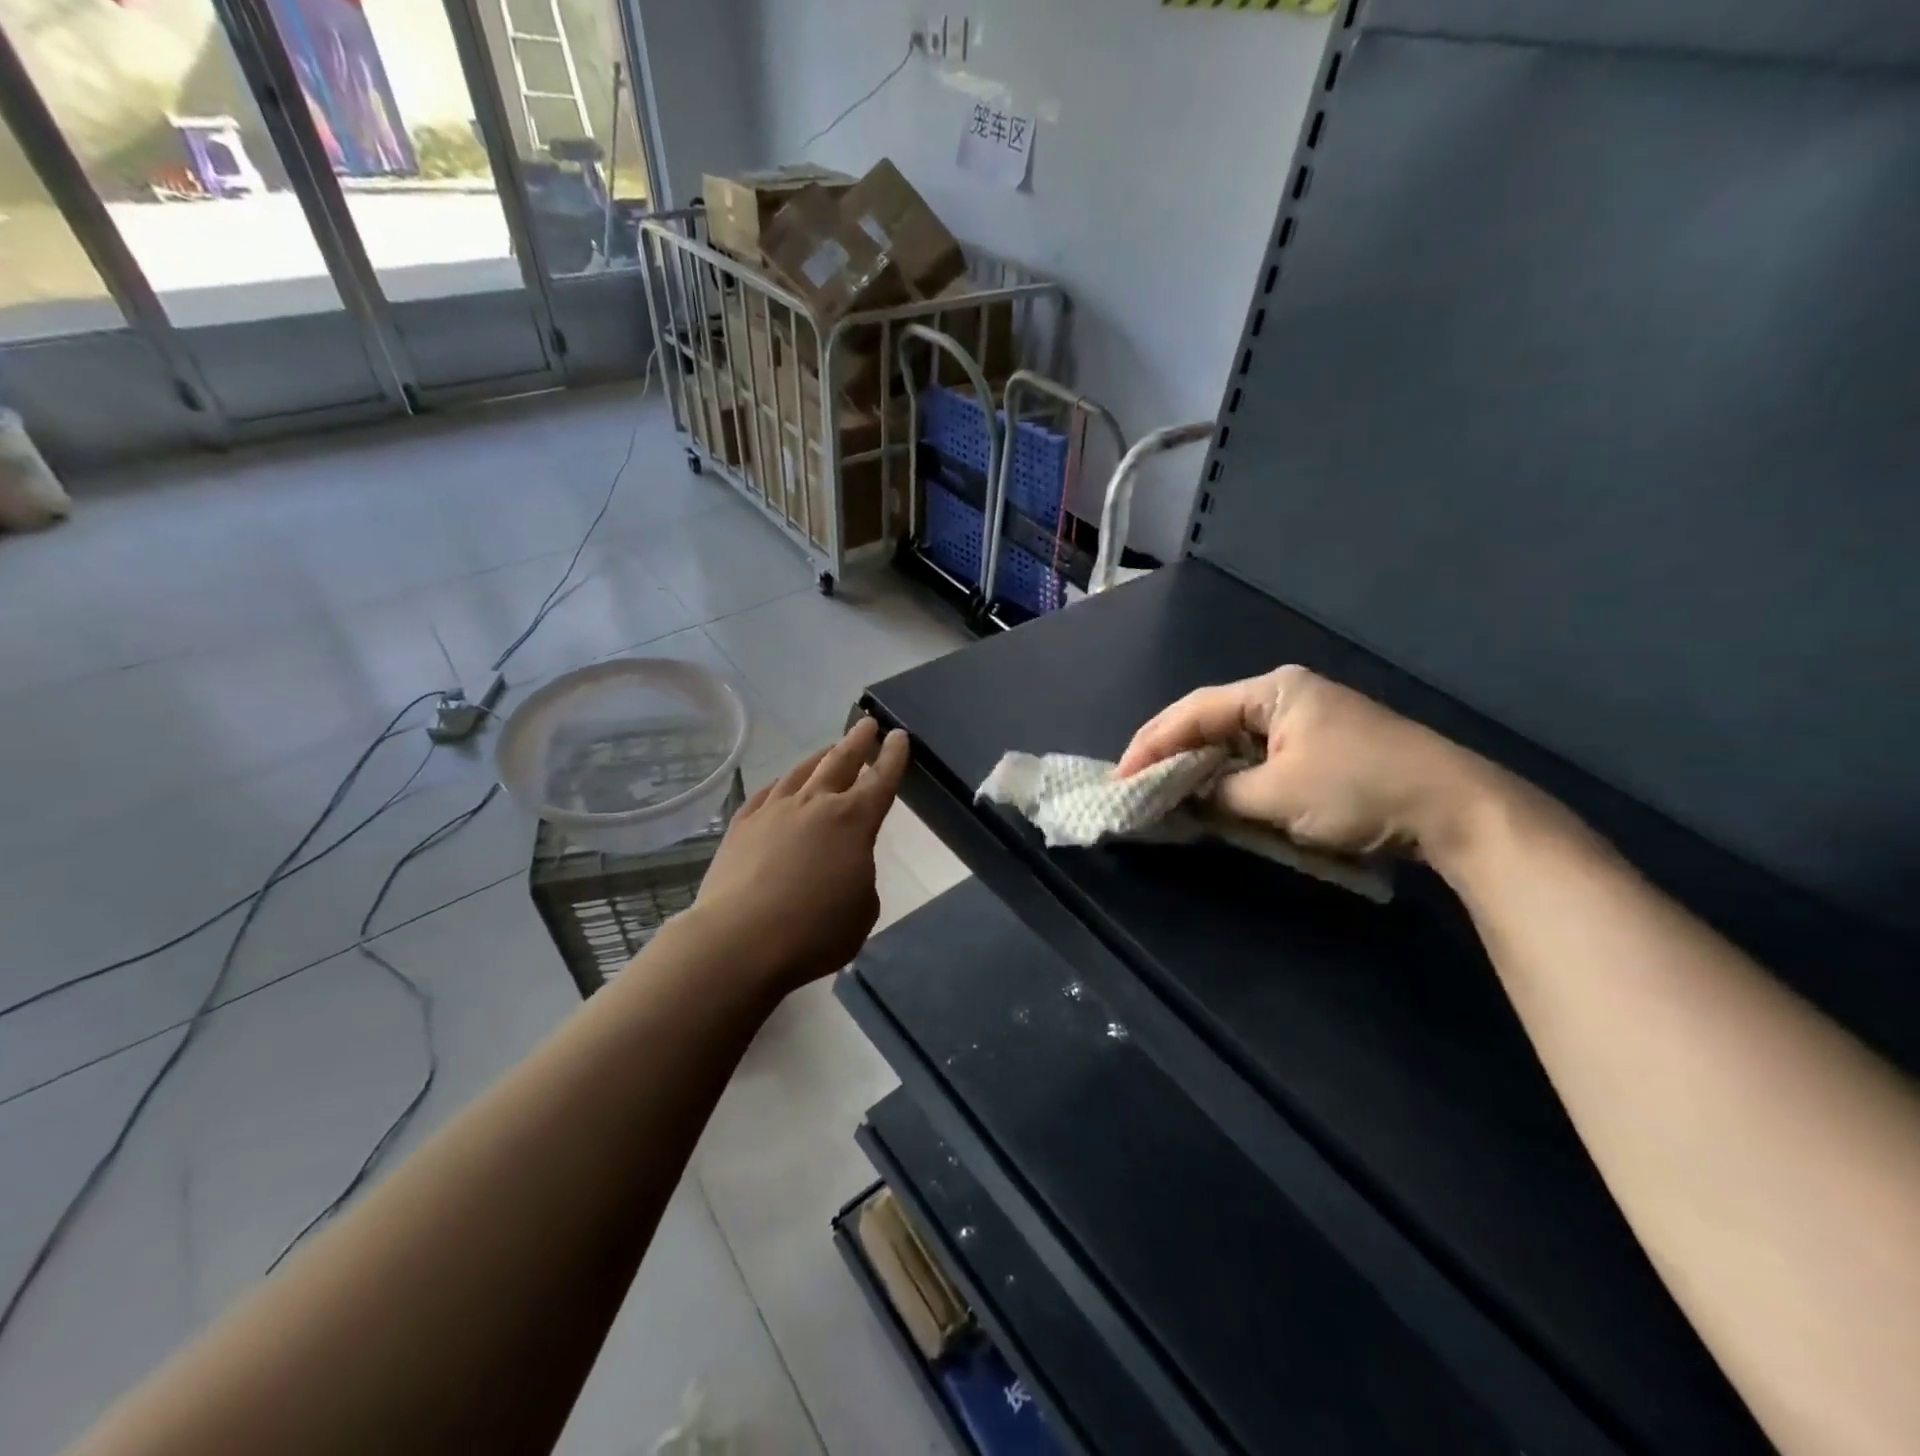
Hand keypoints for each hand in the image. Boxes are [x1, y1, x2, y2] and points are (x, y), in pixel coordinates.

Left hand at [688, 717, 909, 994]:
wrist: (740, 941)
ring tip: (828, 749)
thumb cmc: (815, 931)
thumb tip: (842, 864)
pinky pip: (766, 794)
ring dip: (819, 757)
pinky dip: (781, 785)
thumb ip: (859, 876)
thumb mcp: (862, 909)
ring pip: (801, 772)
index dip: (893, 757)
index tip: (899, 736)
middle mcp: (815, 804)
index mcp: (854, 821)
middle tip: (867, 724)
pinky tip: (781, 786)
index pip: (881, 780)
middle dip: (857, 741)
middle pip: (840, 761)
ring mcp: (774, 811)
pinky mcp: (741, 826)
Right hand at [1116, 665, 1507, 860]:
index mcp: (1273, 690)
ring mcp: (1307, 720)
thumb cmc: (1359, 790)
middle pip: (1210, 719)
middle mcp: (1285, 695)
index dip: (1151, 744)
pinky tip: (1212, 793)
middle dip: (1170, 752)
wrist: (1457, 808)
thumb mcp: (1277, 796)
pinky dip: (1230, 775)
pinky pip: (1258, 756)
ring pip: (1233, 740)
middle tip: (1133, 781)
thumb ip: (1220, 794)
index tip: (1120, 776)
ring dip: (1199, 765)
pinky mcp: (1321, 747)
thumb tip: (1186, 798)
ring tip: (1162, 789)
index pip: (1193, 711)